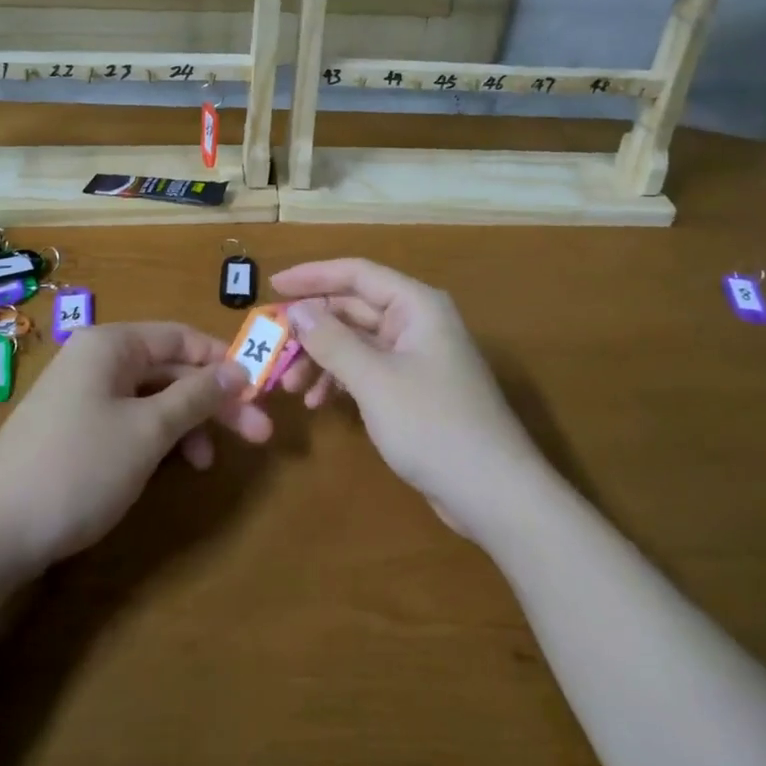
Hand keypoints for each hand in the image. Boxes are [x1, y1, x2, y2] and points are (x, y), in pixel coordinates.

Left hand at [0, 323, 270, 578]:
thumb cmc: (78, 469)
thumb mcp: (149, 431)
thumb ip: (198, 395)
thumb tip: (240, 370)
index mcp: (111, 344)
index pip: (183, 337)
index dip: (224, 362)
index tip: (260, 392)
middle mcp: (96, 360)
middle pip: (171, 369)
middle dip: (214, 401)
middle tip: (258, 434)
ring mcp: (82, 396)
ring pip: (153, 398)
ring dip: (188, 425)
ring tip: (209, 464)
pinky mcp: (74, 431)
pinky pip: (129, 420)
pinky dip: (157, 439)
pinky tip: (173, 467)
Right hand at [269, 259, 545, 540]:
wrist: (494, 492)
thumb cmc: (433, 424)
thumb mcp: (374, 380)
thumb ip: (331, 340)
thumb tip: (296, 308)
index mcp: (416, 304)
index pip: (356, 273)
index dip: (312, 276)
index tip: (271, 284)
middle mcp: (418, 321)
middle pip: (354, 308)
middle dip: (312, 328)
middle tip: (273, 346)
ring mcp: (418, 356)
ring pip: (358, 342)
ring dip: (322, 358)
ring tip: (290, 387)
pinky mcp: (415, 389)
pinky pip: (369, 370)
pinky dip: (342, 380)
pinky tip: (318, 403)